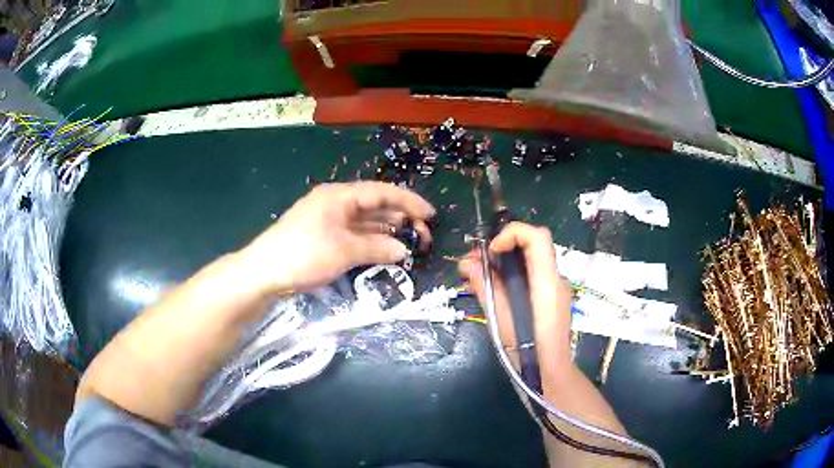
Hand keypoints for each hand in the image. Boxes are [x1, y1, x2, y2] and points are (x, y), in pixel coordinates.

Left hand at [240, 182, 434, 293]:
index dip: (409, 201)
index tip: (431, 215)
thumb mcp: (344, 251)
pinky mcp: (322, 234)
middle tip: (423, 236)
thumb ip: (378, 248)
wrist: (263, 272)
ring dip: (387, 229)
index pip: (382, 192)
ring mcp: (328, 218)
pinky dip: (371, 239)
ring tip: (410, 242)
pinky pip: (354, 232)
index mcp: (340, 195)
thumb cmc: (305, 254)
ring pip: (365, 219)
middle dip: (401, 217)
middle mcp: (335, 201)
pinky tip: (385, 247)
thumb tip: (403, 250)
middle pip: (375, 204)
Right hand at [458, 222, 572, 373]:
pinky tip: (490, 287)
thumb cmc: (527, 351)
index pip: (537, 237)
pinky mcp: (549, 298)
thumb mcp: (501, 320)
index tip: (489, 250)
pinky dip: (509, 274)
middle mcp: (554, 279)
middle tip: (471, 262)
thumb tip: (469, 265)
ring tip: (474, 274)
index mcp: (547, 282)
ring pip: (528, 260)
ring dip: (501, 261)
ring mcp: (554, 288)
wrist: (549, 374)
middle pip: (531, 245)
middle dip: (499, 247)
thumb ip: (486, 289)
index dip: (512, 233)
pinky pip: (529, 276)